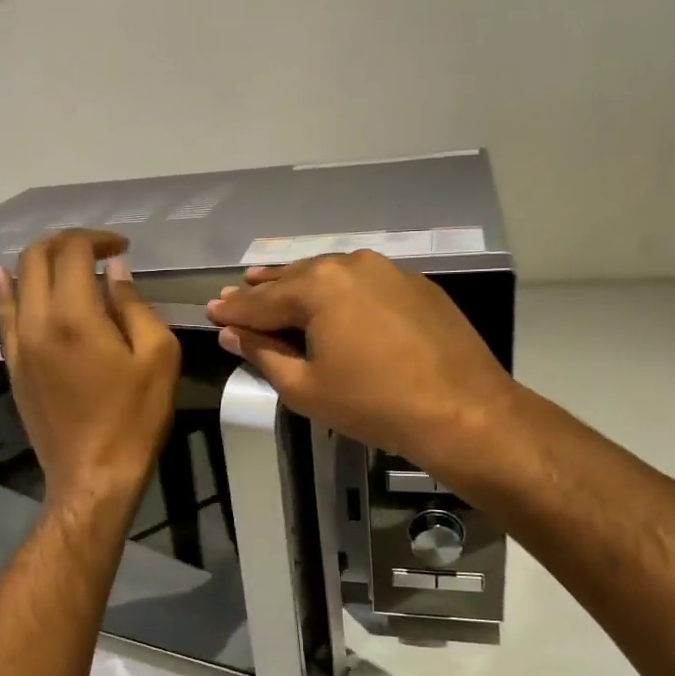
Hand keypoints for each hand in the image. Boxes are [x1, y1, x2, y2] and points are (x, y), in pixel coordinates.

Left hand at [0, 231, 179, 510]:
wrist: (93, 475)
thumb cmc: (134, 418)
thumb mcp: (157, 357)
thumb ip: (134, 306)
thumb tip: (115, 272)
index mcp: (74, 316)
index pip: (73, 251)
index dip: (97, 239)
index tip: (121, 248)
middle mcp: (36, 321)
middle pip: (36, 258)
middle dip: (66, 243)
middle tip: (96, 251)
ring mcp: (18, 345)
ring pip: (15, 283)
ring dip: (37, 262)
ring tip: (62, 261)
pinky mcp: (13, 366)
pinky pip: (3, 316)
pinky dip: (8, 291)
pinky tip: (7, 280)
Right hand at [204, 251, 517, 482]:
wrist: (463, 410)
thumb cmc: (374, 404)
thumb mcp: (306, 387)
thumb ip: (263, 354)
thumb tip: (232, 334)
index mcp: (318, 286)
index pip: (261, 299)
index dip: (233, 309)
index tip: (211, 311)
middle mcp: (351, 264)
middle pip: (294, 278)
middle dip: (263, 290)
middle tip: (237, 294)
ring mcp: (388, 270)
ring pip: (331, 275)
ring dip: (301, 285)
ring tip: (276, 288)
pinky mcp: (416, 285)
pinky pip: (363, 282)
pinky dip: (339, 291)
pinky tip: (333, 302)